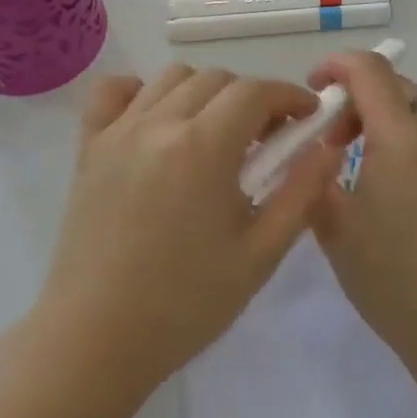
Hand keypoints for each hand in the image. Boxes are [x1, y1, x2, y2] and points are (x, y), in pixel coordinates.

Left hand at [40, 65, 341, 391]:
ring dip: (204, 93)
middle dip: (252, 99)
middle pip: (216, 79)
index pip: (255, 92)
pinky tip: (156, 122)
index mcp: (203, 148)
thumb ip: (300, 194)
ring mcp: (118, 131)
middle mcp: (158, 124)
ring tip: (214, 135)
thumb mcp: (259, 255)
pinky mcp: (88, 147)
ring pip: (171, 78)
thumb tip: (328, 148)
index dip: (289, 96)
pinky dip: (140, 92)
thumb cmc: (185, 304)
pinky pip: (113, 91)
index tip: (307, 117)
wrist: (96, 339)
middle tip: (265, 140)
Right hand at [308, 51, 416, 381]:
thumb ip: (316, 176)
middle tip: (333, 140)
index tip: (313, 89)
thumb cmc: (393, 282)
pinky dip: (408, 141)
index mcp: (402, 141)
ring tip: (362, 167)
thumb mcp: (334, 228)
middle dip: (358, 97)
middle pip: (396, 86)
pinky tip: (395, 190)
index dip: (337, 65)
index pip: (371, 71)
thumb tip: (316, 151)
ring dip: (385, 119)